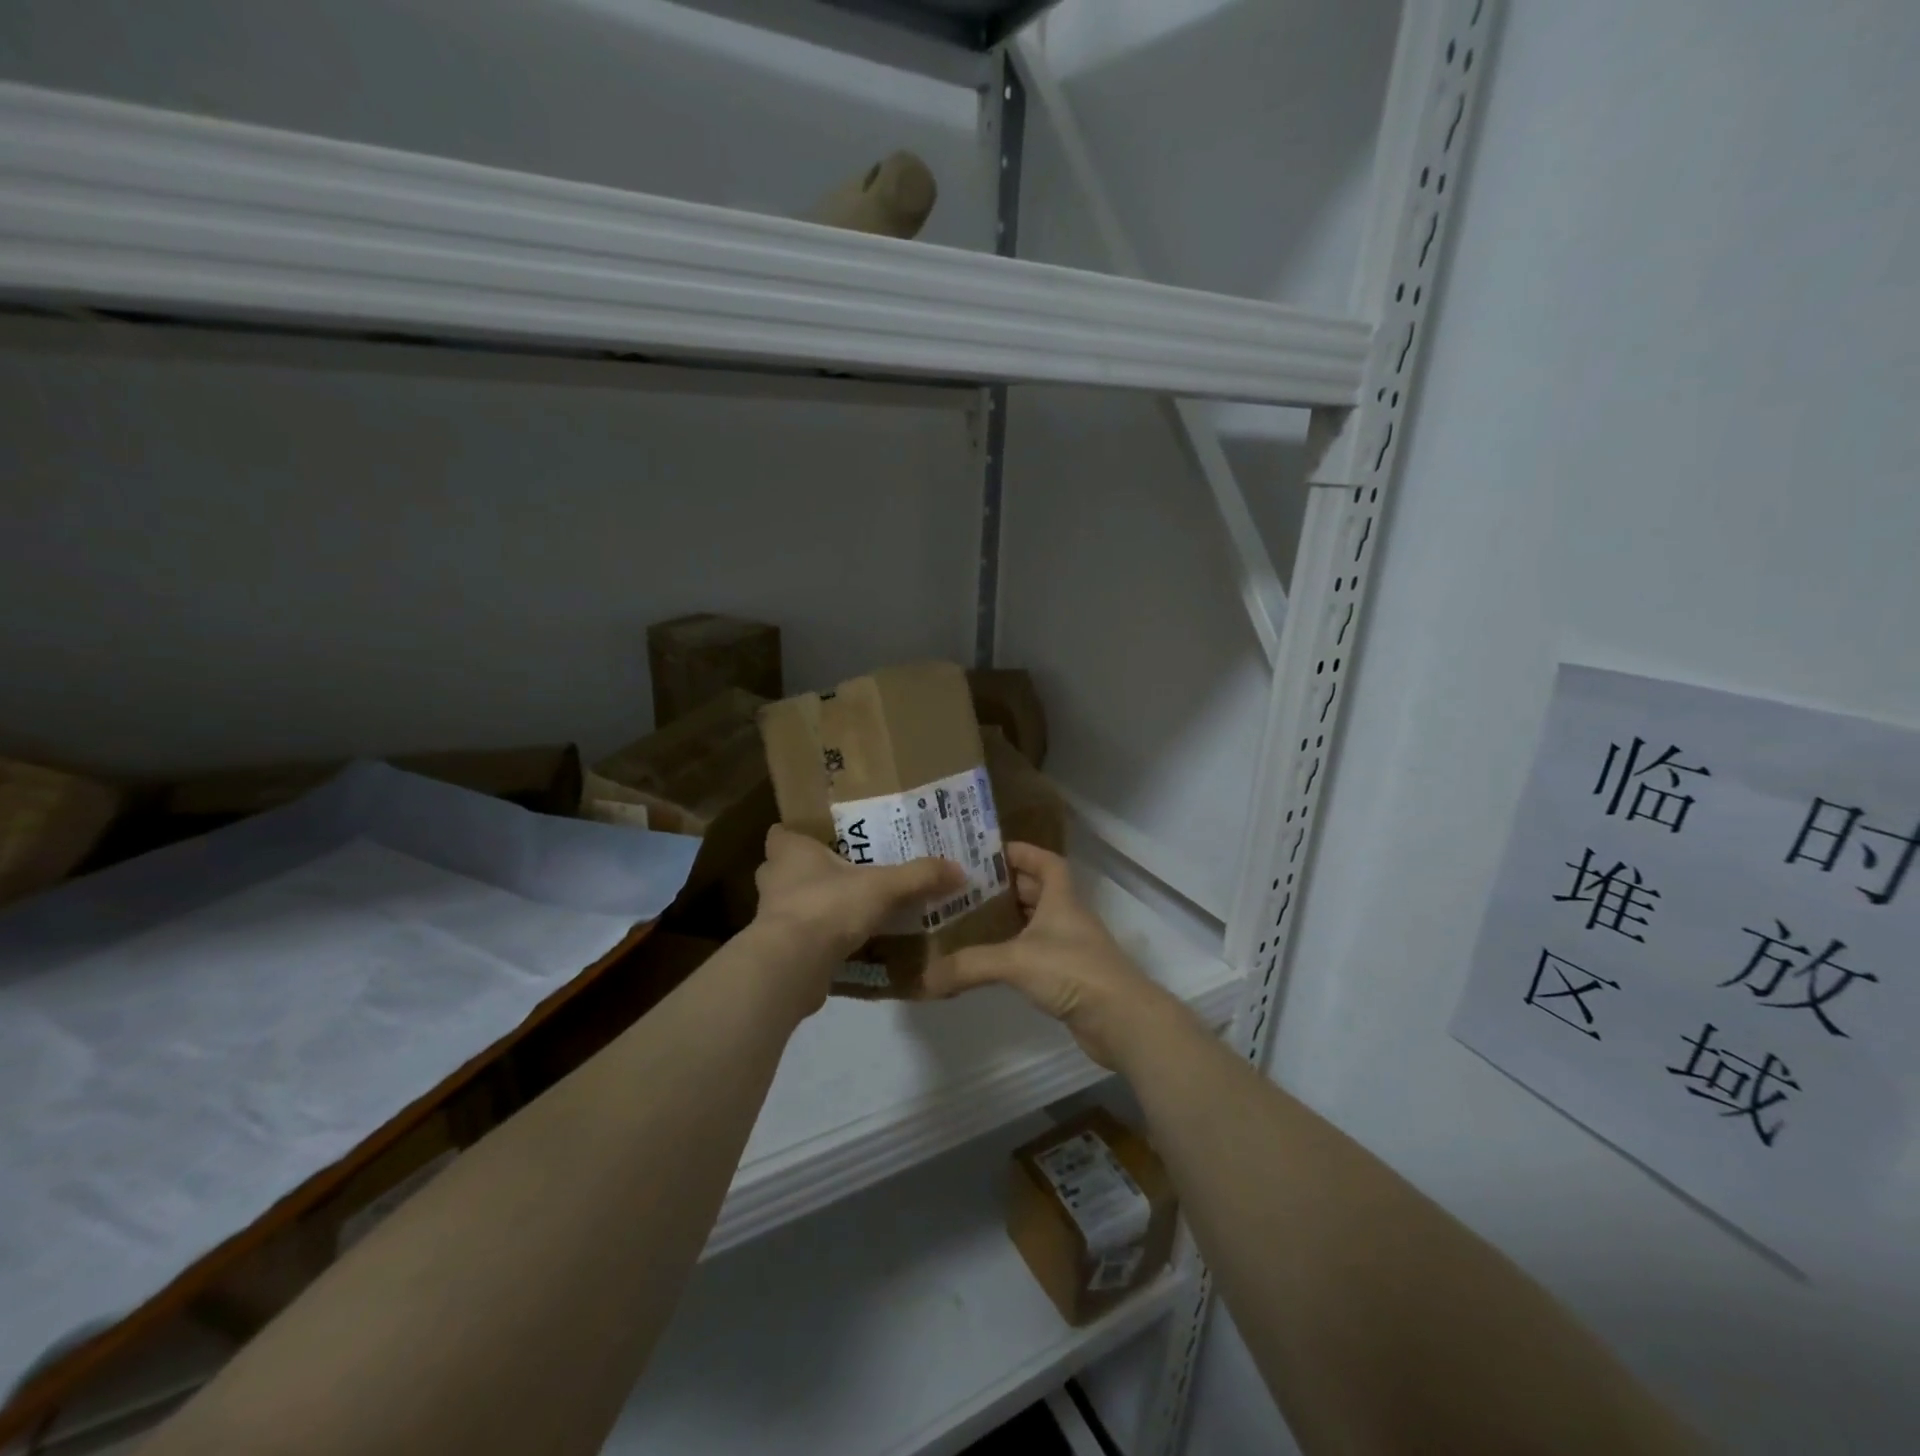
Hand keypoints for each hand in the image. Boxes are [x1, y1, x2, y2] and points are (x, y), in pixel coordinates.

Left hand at [751, 825, 964, 996]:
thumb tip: (959, 870)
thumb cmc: (828, 907)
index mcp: (789, 852)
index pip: (782, 833)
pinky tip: (846, 944)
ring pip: (793, 904)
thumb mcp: (883, 887)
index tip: (822, 837)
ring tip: (850, 908)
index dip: (799, 834)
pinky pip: (800, 937)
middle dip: (811, 871)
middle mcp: (774, 880)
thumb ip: (919, 877)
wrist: (792, 966)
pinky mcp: (777, 950)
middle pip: (786, 869)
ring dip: (815, 906)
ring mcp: (771, 918)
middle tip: (845, 871)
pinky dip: (818, 939)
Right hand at [923, 843, 1187, 1069]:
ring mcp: (1070, 949)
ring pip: (1035, 924)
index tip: (990, 851)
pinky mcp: (1069, 977)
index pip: (1047, 862)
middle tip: (965, 888)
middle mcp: (1067, 918)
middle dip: (1004, 887)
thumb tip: (924, 978)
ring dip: (1008, 920)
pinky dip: (1014, 952)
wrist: (1121, 1020)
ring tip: (968, 921)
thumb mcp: (1016, 960)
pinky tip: (990, 960)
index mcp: (1061, 899)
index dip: (1023, 851)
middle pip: (1037, 891)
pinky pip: (1036, 954)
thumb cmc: (1073, 971)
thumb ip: (969, 965)